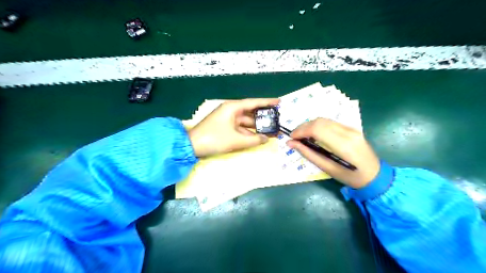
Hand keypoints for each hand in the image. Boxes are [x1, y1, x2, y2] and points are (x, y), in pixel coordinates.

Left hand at [190, 98, 280, 157]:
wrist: (191, 146)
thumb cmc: (214, 139)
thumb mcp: (235, 140)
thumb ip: (253, 140)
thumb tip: (266, 139)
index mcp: (232, 108)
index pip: (253, 103)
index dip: (267, 102)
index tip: (279, 102)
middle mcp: (231, 111)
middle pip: (251, 113)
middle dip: (263, 118)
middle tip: (277, 121)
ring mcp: (227, 120)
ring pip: (246, 122)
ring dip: (257, 127)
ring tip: (271, 131)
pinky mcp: (225, 128)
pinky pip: (240, 129)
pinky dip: (248, 133)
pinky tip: (258, 137)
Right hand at [285, 118, 381, 188]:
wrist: (375, 175)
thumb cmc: (350, 177)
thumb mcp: (327, 168)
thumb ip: (308, 154)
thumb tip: (291, 144)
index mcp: (343, 145)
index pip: (317, 129)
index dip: (301, 131)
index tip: (291, 138)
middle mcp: (348, 132)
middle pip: (319, 121)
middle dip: (303, 127)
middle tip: (294, 137)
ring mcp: (351, 128)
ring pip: (324, 120)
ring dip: (310, 125)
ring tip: (302, 136)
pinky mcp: (352, 127)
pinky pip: (330, 122)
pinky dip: (318, 126)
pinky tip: (314, 134)